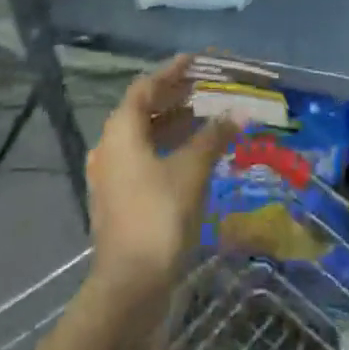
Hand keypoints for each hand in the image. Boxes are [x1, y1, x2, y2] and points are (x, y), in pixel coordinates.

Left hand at [85, 55, 236, 307]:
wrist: (129, 288)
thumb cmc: (159, 216)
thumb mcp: (192, 170)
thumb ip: (214, 136)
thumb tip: (239, 112)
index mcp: (120, 130)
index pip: (145, 87)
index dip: (171, 72)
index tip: (195, 62)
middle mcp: (109, 147)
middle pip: (142, 110)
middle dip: (173, 97)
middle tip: (204, 87)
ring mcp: (111, 177)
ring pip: (142, 137)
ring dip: (172, 124)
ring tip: (204, 117)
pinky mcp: (118, 201)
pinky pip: (143, 159)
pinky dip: (166, 148)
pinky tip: (192, 154)